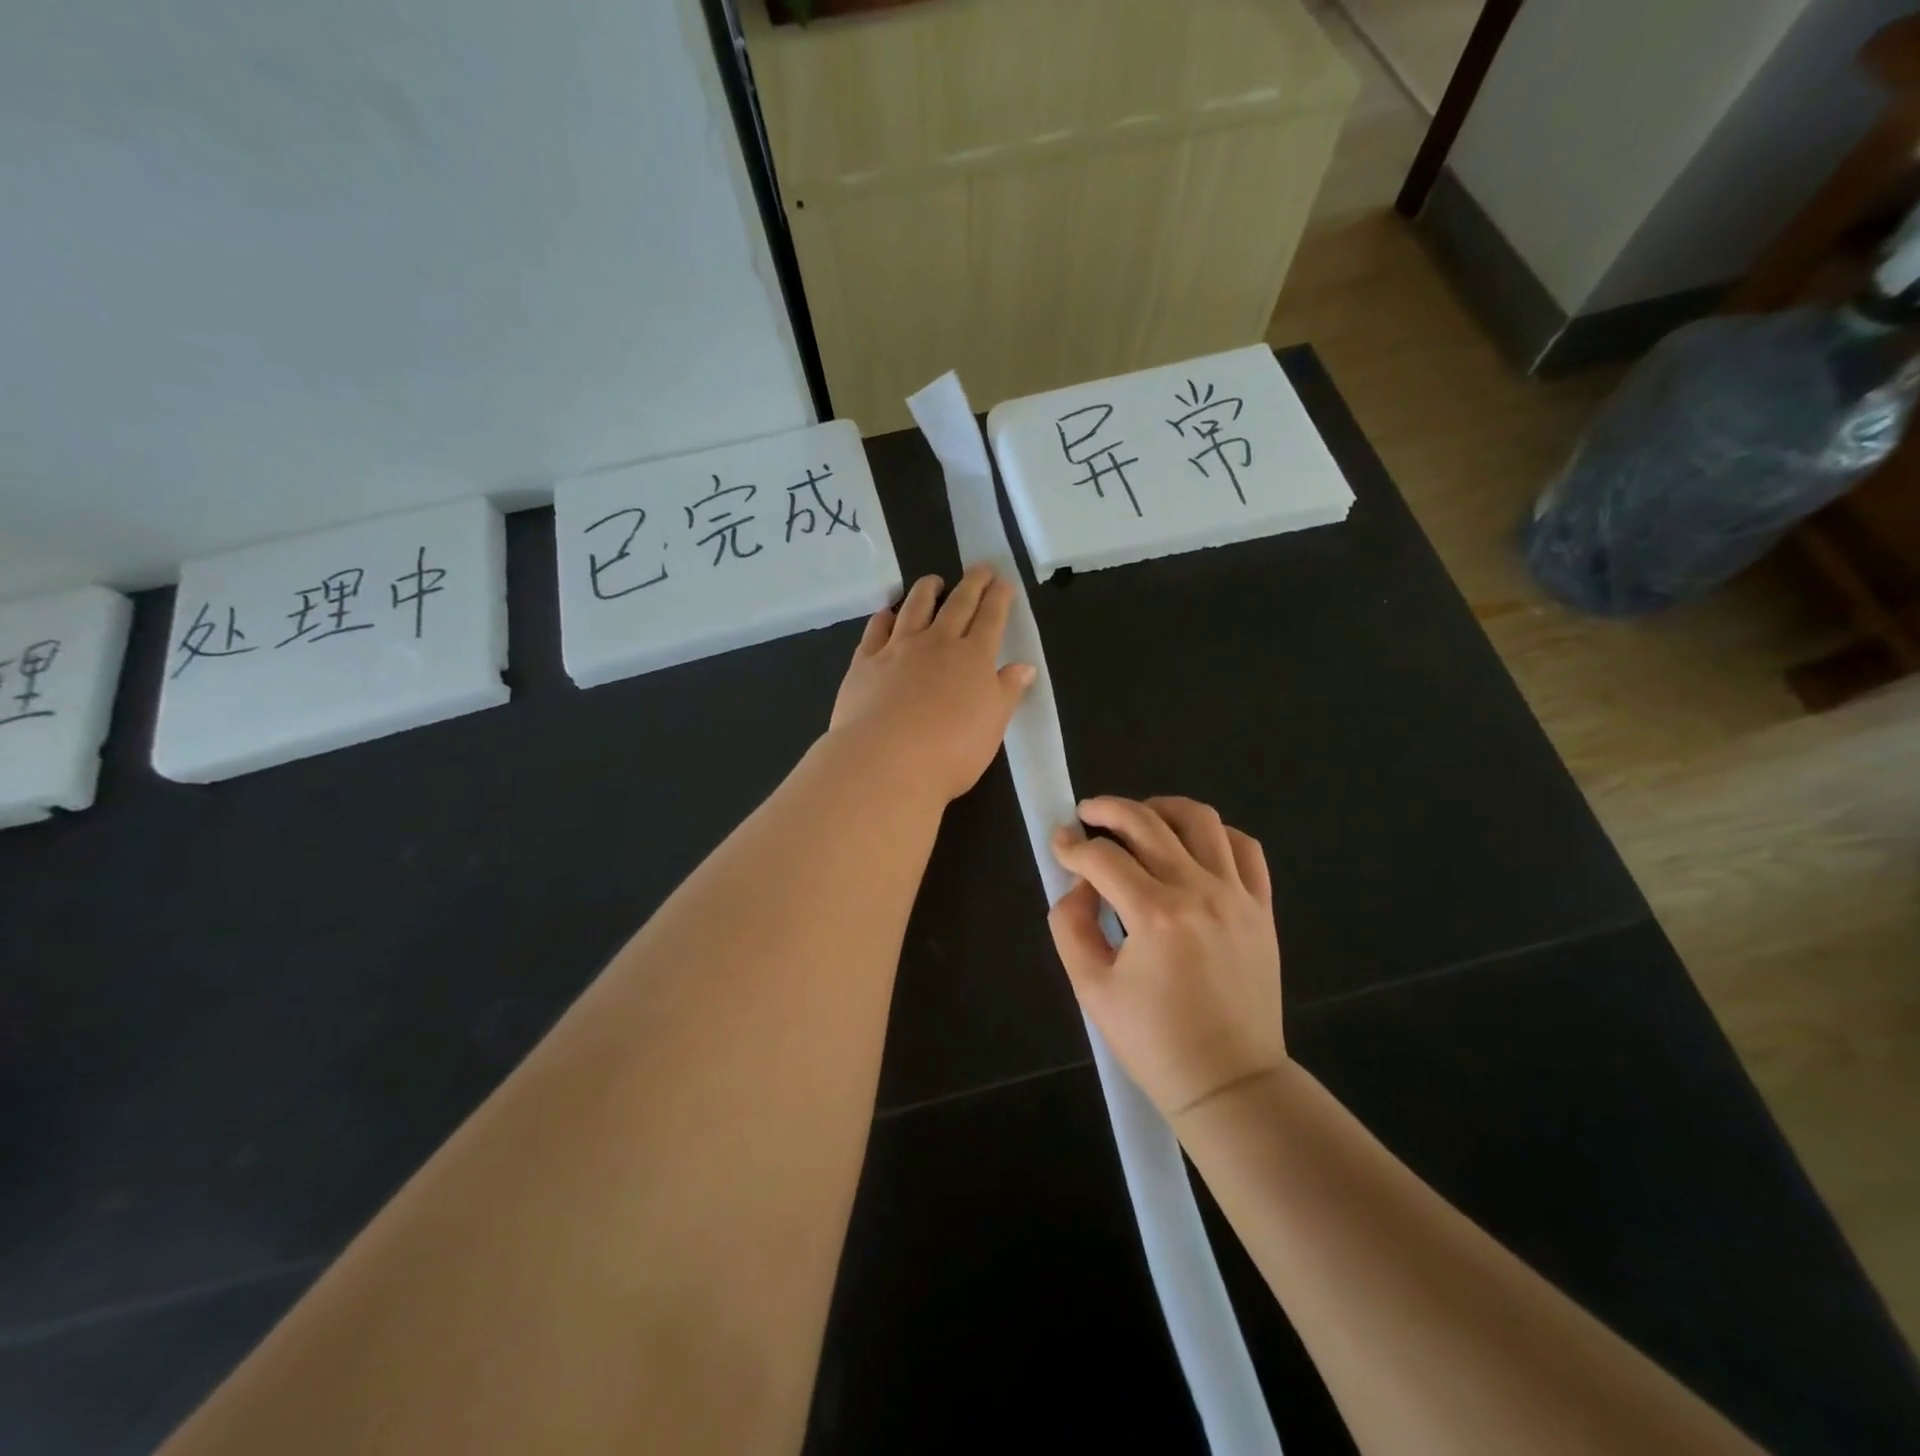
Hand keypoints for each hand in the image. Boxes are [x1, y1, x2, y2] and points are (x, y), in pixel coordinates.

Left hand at [829, 565, 1035, 804]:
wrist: (885, 761)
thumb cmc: (950, 752)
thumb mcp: (992, 727)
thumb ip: (1007, 693)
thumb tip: (1023, 667)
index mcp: (973, 659)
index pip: (991, 619)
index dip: (999, 598)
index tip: (1003, 582)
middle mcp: (937, 644)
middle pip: (958, 604)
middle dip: (972, 582)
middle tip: (980, 567)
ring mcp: (898, 649)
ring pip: (915, 608)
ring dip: (927, 589)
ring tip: (934, 580)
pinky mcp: (865, 662)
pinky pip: (876, 630)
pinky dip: (885, 616)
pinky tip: (888, 612)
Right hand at [1049, 796, 1286, 1122]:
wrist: (1229, 1083)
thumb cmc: (1154, 1042)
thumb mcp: (1090, 988)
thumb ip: (1070, 925)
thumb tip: (1079, 884)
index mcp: (1155, 915)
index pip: (1103, 858)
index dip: (1072, 845)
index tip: (1058, 844)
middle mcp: (1199, 892)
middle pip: (1147, 823)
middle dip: (1108, 810)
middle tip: (1086, 813)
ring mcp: (1237, 896)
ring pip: (1201, 820)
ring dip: (1162, 809)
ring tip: (1140, 819)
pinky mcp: (1261, 908)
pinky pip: (1245, 849)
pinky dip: (1215, 834)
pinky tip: (1192, 845)